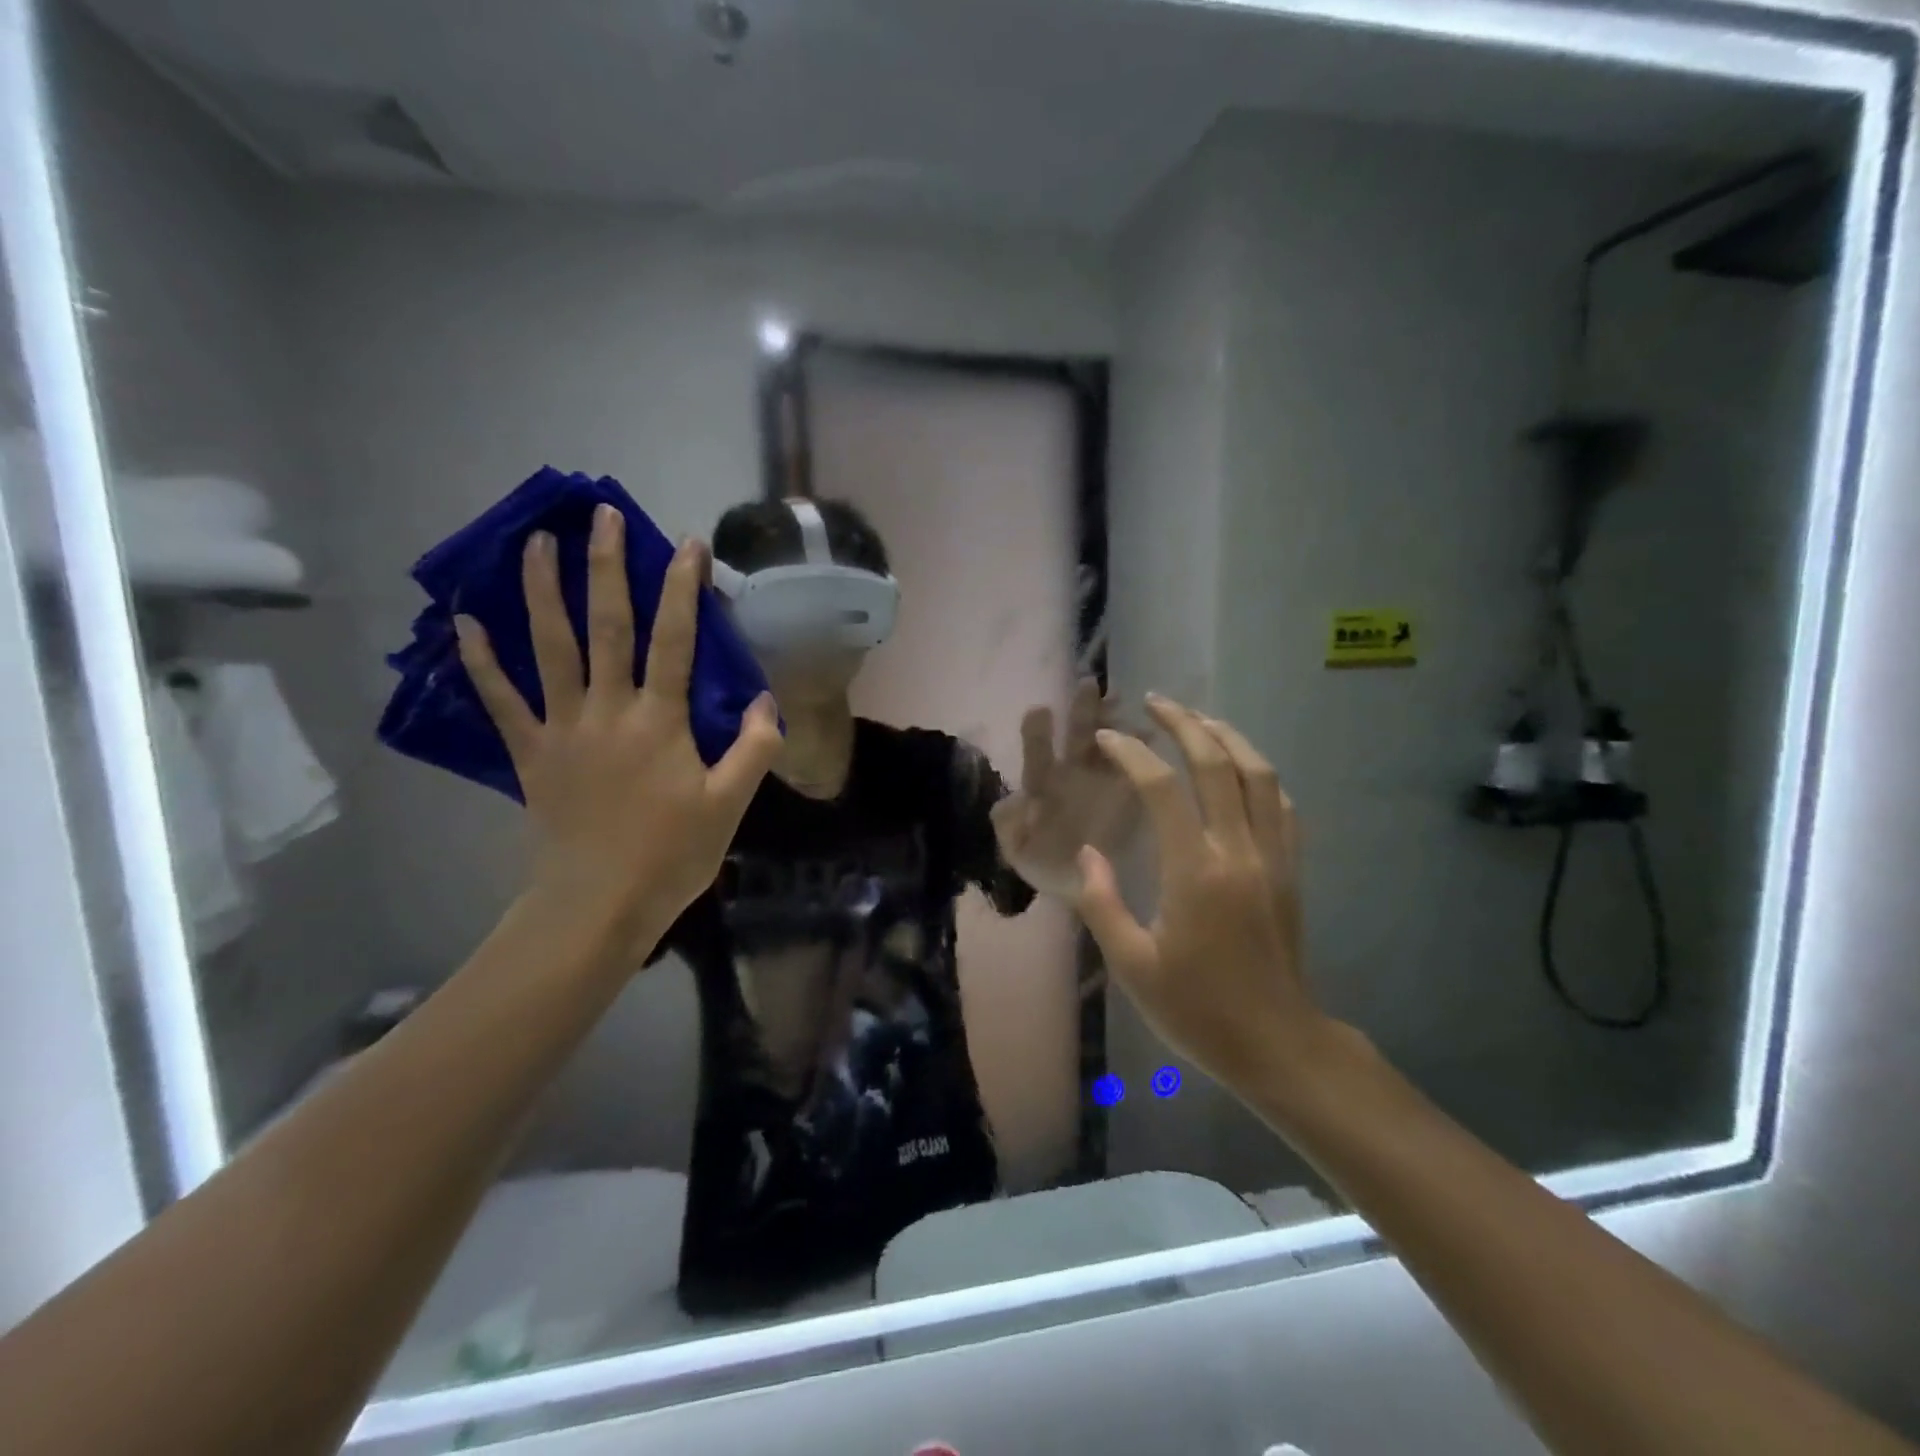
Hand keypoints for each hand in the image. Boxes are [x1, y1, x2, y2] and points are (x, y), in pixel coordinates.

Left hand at [455, 505, 781, 939]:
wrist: (597, 906)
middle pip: (607, 627)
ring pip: (550, 649)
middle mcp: (609, 710)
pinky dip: (483, 662)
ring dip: (541, 593)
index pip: (676, 641)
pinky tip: (465, 624)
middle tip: (601, 516)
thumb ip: (753, 749)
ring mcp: (563, 728)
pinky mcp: (531, 753)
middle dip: (607, 568)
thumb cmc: (670, 856)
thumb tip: (764, 700)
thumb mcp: (730, 806)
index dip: (683, 590)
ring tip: (535, 544)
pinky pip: (501, 701)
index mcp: (661, 721)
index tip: (686, 544)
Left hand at [991, 679, 1137, 900]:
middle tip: (1089, 684)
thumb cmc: (1046, 866)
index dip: (1038, 733)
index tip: (1040, 710)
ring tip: (1123, 702)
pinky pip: (1139, 765)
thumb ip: (1009, 827)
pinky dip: (1145, 747)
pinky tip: (1153, 733)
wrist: (1083, 889)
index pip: (1039, 754)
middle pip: (1078, 735)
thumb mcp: (1018, 851)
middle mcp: (1074, 775)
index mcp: (1044, 785)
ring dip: (1115, 720)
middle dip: (1083, 709)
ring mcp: (1105, 780)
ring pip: (1110, 741)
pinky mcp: (1131, 793)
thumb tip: (1012, 800)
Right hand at [1075, 694, 1320, 1090]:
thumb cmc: (1197, 1010)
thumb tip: (1088, 853)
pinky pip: (1282, 806)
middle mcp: (1239, 851)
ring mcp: (1273, 858)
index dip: (1132, 754)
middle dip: (1184, 724)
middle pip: (1217, 765)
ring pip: (1259, 775)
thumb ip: (1103, 903)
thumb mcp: (1132, 966)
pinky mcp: (1291, 871)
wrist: (1278, 1045)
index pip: (1162, 789)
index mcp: (1195, 873)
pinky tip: (1242, 770)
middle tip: (1155, 702)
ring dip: (1228, 738)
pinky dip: (1260, 775)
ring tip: (1198, 720)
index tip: (1108, 738)